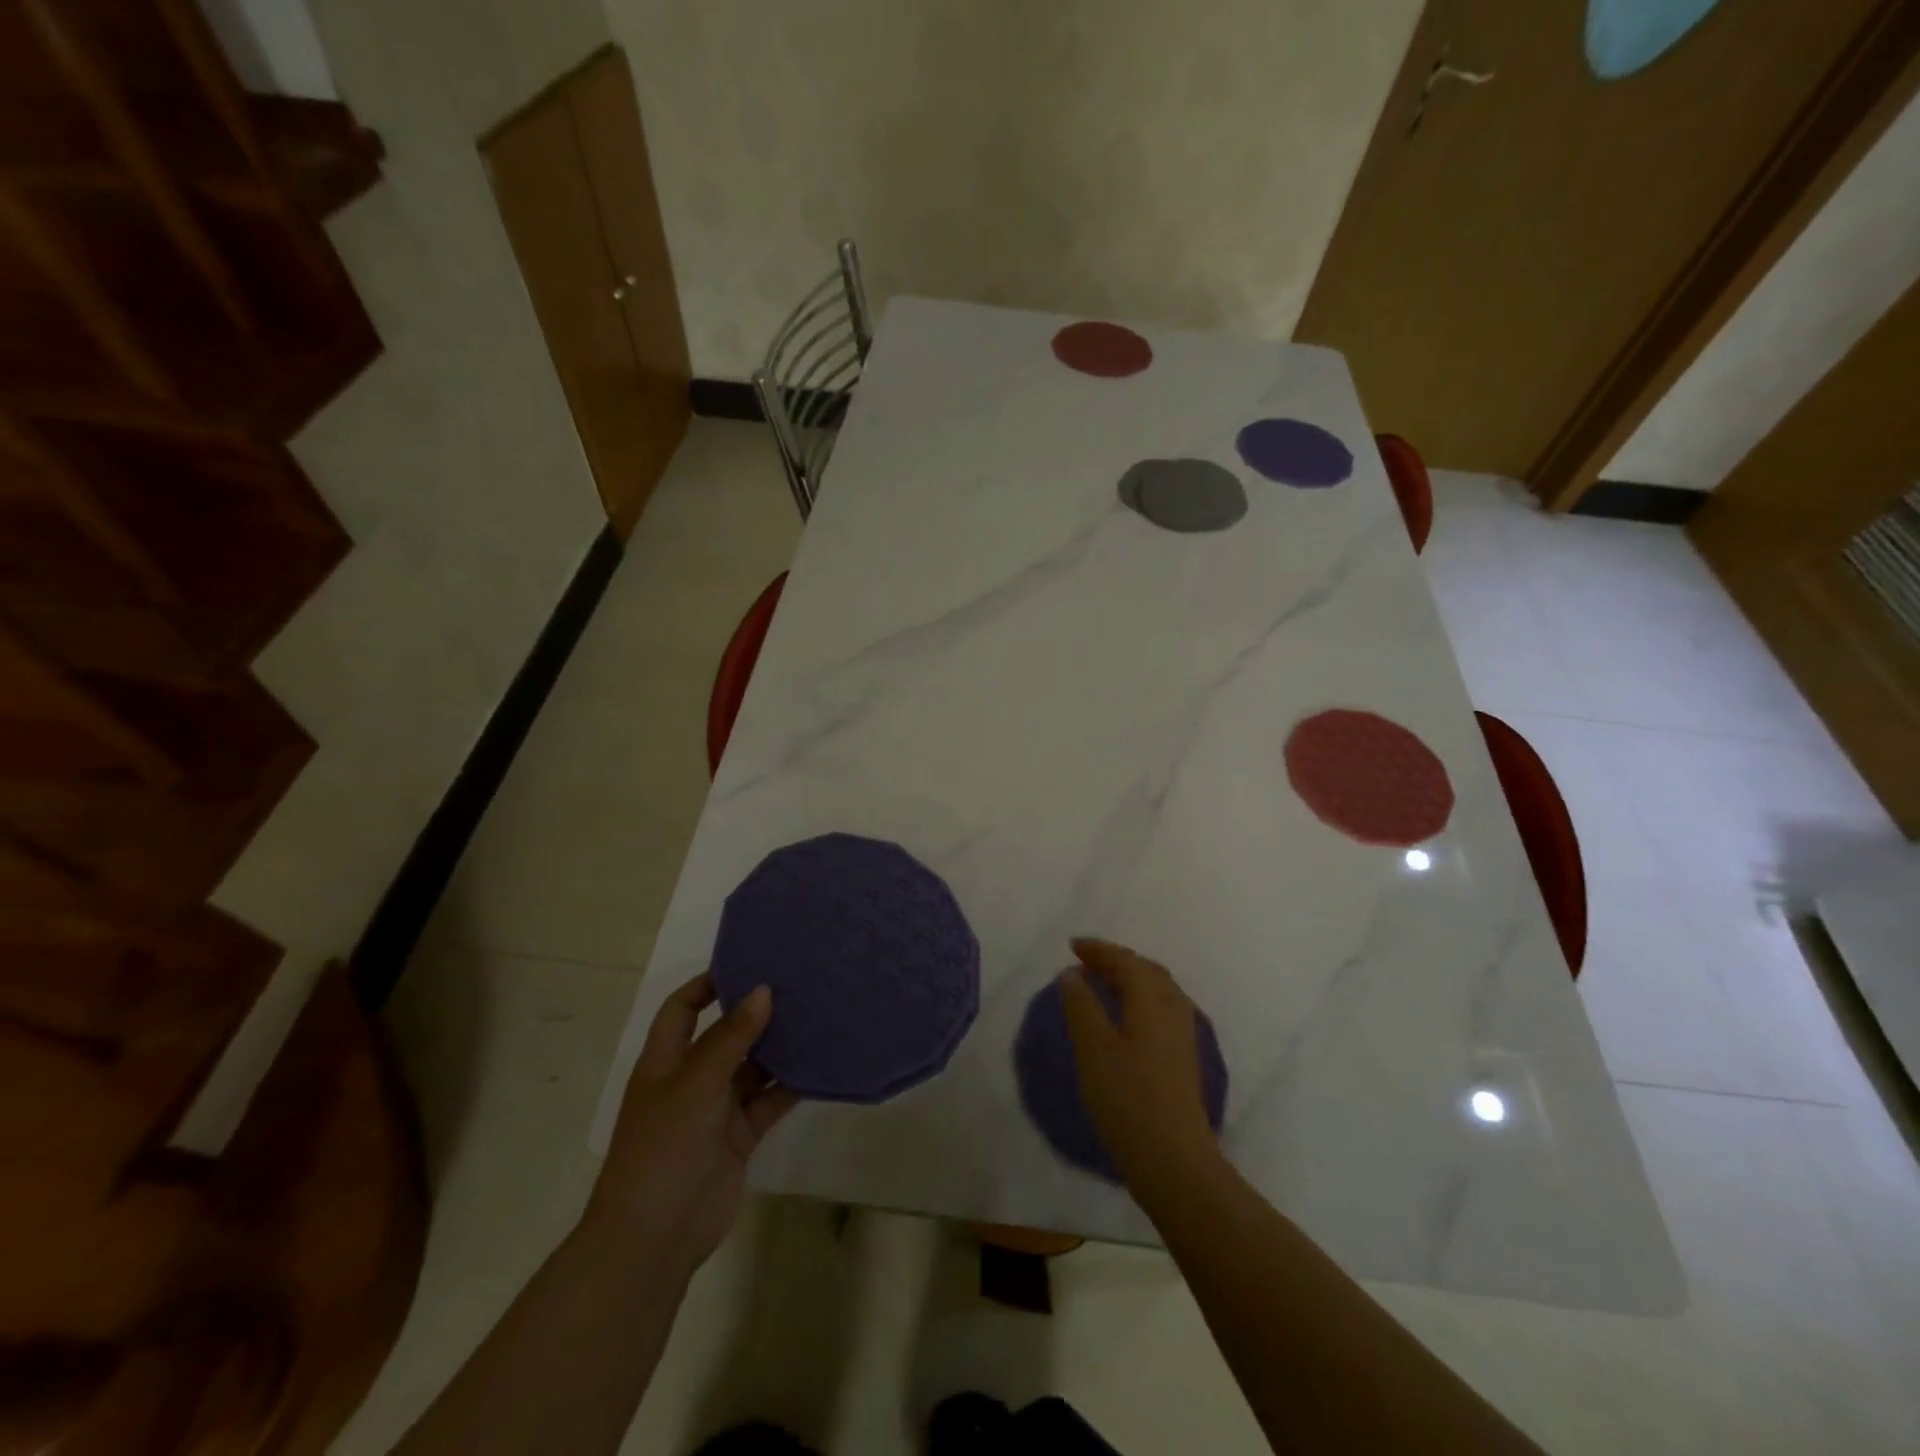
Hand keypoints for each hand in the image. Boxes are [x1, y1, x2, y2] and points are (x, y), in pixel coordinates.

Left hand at [585, 974, 798, 1274]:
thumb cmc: (664, 1146)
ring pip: (752, 1067)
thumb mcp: (696, 1083)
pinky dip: (790, 1084)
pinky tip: (819, 1063)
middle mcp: (690, 1079)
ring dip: (778, 1047)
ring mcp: (716, 1110)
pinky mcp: (740, 1136)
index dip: (708, 984)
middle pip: (725, 1035)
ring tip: (816, 1015)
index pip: (683, 1009)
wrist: (655, 1237)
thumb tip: (763, 990)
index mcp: (665, 1061)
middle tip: (797, 984)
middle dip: (755, 1013)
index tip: (748, 962)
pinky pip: (769, 1100)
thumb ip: (731, 1037)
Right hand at [1059, 938, 1219, 1189]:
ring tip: (1103, 982)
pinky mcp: (1183, 1057)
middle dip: (1116, 960)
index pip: (1126, 961)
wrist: (1174, 1159)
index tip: (1073, 946)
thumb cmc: (1127, 1099)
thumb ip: (1081, 1006)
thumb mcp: (1093, 1048)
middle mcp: (1173, 1008)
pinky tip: (1127, 1016)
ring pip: (1158, 989)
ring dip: (1130, 978)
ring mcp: (1182, 1034)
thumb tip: (1072, 974)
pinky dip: (1140, 998)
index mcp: (1152, 1000)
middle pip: (1146, 970)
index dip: (1099, 950)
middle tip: (1087, 960)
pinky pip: (1161, 1008)